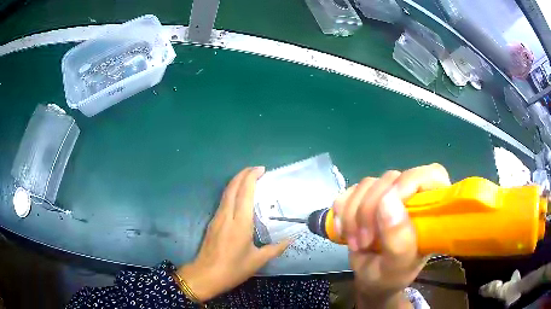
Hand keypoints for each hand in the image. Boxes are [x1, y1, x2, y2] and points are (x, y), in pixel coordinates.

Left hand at [176, 167, 289, 301]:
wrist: (205, 275)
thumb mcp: (257, 261)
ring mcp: (217, 218)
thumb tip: (291, 239)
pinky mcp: (212, 222)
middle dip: (243, 174)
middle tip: (257, 169)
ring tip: (249, 179)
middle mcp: (227, 216)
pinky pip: (223, 201)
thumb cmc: (233, 269)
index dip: (252, 177)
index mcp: (240, 223)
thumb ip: (275, 248)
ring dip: (237, 181)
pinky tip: (239, 197)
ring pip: (226, 193)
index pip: (244, 193)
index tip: (262, 170)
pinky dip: (232, 192)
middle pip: (232, 187)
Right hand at [334, 164, 450, 308]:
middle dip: (370, 211)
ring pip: (366, 185)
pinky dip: (341, 212)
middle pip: (390, 179)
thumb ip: (399, 241)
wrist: (370, 280)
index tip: (386, 212)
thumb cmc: (391, 276)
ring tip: (356, 243)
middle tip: (364, 242)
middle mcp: (412, 194)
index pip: (430, 175)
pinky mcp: (367, 197)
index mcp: (432, 207)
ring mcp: (388, 194)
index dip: (408, 185)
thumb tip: (388, 201)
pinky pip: (349, 192)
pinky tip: (344, 231)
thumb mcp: (397, 267)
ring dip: (353, 216)